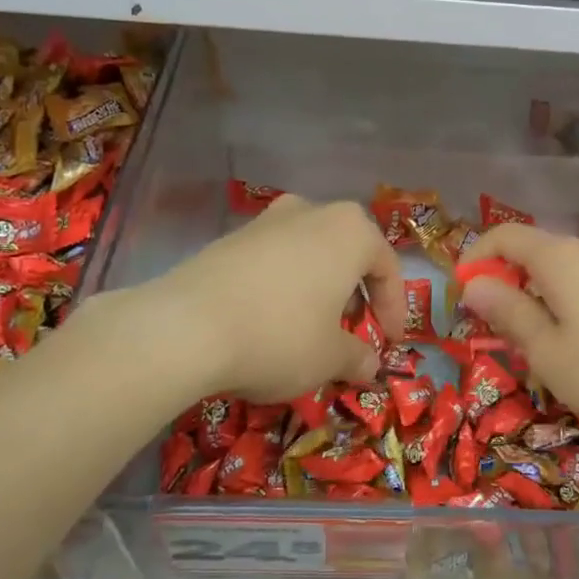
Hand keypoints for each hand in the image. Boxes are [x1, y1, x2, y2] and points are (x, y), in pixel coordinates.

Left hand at [132, 195, 403, 401]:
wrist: (185, 327)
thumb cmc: (280, 336)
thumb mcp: (330, 357)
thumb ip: (358, 357)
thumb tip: (370, 366)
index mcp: (350, 231)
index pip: (387, 267)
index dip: (394, 308)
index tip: (389, 342)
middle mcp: (311, 212)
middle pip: (347, 253)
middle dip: (354, 293)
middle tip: (351, 330)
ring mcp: (266, 220)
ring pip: (308, 253)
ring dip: (317, 288)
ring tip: (310, 327)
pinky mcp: (228, 238)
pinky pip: (272, 261)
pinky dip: (282, 287)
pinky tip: (268, 320)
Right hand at [459, 223, 578, 436]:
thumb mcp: (546, 350)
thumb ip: (508, 312)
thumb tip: (474, 285)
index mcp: (558, 258)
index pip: (503, 236)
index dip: (474, 260)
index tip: (461, 297)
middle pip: (531, 251)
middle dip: (502, 280)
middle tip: (489, 325)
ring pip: (557, 271)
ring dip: (531, 295)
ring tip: (527, 341)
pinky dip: (560, 302)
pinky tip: (569, 343)